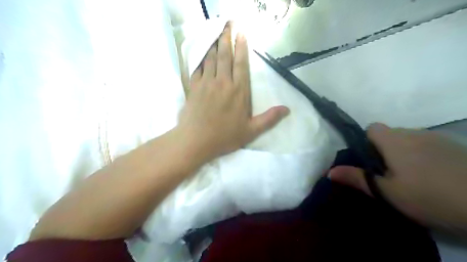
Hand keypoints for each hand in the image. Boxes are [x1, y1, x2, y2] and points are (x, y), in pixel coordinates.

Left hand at [178, 22, 288, 161]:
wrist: (196, 141)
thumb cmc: (225, 137)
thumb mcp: (251, 131)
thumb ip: (269, 119)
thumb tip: (287, 109)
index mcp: (238, 91)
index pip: (241, 64)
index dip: (242, 47)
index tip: (241, 34)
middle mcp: (223, 82)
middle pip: (225, 56)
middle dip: (227, 39)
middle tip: (228, 25)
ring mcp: (206, 83)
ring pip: (210, 59)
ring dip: (214, 45)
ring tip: (216, 35)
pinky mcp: (193, 88)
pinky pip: (198, 68)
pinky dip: (201, 59)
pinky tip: (202, 55)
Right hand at [330, 123, 466, 232]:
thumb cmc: (429, 196)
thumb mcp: (387, 192)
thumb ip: (357, 178)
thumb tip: (329, 172)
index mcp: (394, 140)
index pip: (371, 128)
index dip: (366, 141)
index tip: (369, 160)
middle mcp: (413, 133)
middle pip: (389, 134)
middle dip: (383, 149)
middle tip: (387, 174)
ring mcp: (436, 138)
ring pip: (408, 140)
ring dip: (403, 152)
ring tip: (410, 177)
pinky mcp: (454, 146)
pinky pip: (427, 145)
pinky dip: (422, 155)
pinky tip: (432, 175)